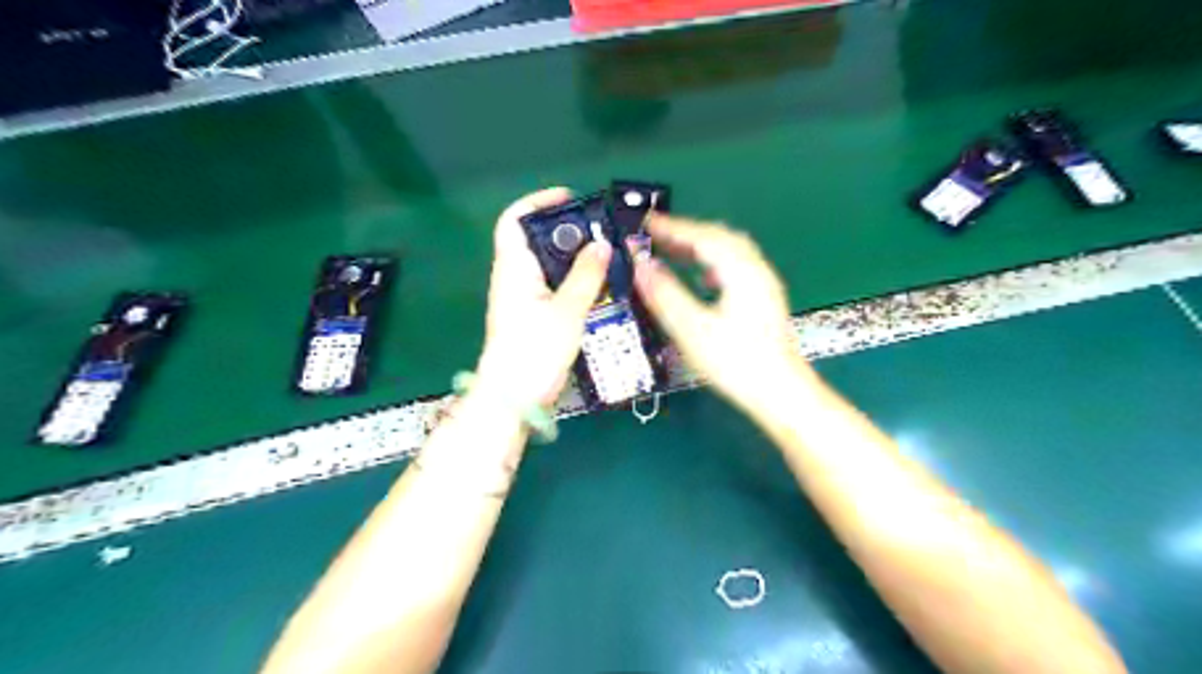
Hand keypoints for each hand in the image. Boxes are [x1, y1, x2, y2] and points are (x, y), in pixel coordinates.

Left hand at [478, 188, 612, 409]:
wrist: (515, 397)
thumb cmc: (534, 351)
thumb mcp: (567, 311)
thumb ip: (586, 276)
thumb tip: (601, 244)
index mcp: (514, 268)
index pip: (514, 220)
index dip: (537, 202)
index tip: (570, 199)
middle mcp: (514, 278)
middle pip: (537, 240)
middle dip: (568, 231)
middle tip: (601, 233)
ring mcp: (523, 298)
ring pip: (549, 265)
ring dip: (575, 258)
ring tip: (606, 256)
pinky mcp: (533, 316)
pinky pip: (554, 287)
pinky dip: (574, 280)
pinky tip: (598, 286)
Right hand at [629, 214, 817, 409]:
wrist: (781, 394)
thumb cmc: (737, 363)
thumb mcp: (693, 330)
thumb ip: (665, 295)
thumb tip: (641, 266)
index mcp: (741, 271)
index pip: (703, 236)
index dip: (672, 227)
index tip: (645, 222)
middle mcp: (756, 270)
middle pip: (719, 238)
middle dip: (685, 234)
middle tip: (654, 236)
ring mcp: (763, 285)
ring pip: (729, 252)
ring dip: (699, 247)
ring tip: (671, 251)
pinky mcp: (763, 301)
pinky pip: (734, 268)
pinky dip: (711, 263)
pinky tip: (700, 278)